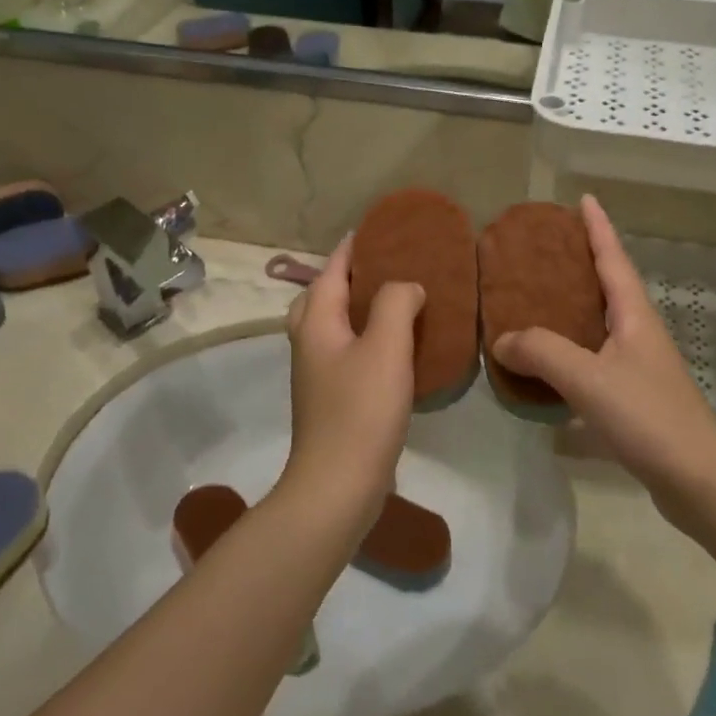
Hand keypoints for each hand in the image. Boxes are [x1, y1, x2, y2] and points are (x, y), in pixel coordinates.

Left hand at [281, 236, 425, 528]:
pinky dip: (365, 338)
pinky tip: (394, 348)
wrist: (338, 486)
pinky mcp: (332, 399)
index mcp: (315, 323)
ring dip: (356, 308)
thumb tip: (406, 286)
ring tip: (393, 302)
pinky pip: (346, 352)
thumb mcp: (386, 347)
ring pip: (332, 326)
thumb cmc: (361, 410)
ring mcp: (317, 374)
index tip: (377, 229)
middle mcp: (309, 343)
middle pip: (321, 296)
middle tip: (383, 268)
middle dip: (347, 277)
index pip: (330, 270)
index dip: (352, 248)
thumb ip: (396, 303)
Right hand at [491, 196, 715, 535]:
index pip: (613, 259)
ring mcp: (639, 368)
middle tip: (545, 249)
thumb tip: (503, 339)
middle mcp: (639, 334)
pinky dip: (570, 354)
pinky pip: (594, 362)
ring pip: (600, 326)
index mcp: (635, 316)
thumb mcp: (590, 379)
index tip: (584, 199)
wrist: (698, 480)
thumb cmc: (649, 418)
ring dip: (573, 310)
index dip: (599, 228)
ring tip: (537, 301)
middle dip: (582, 263)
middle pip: (609, 287)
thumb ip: (544, 353)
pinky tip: (547, 368)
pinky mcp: (633, 399)